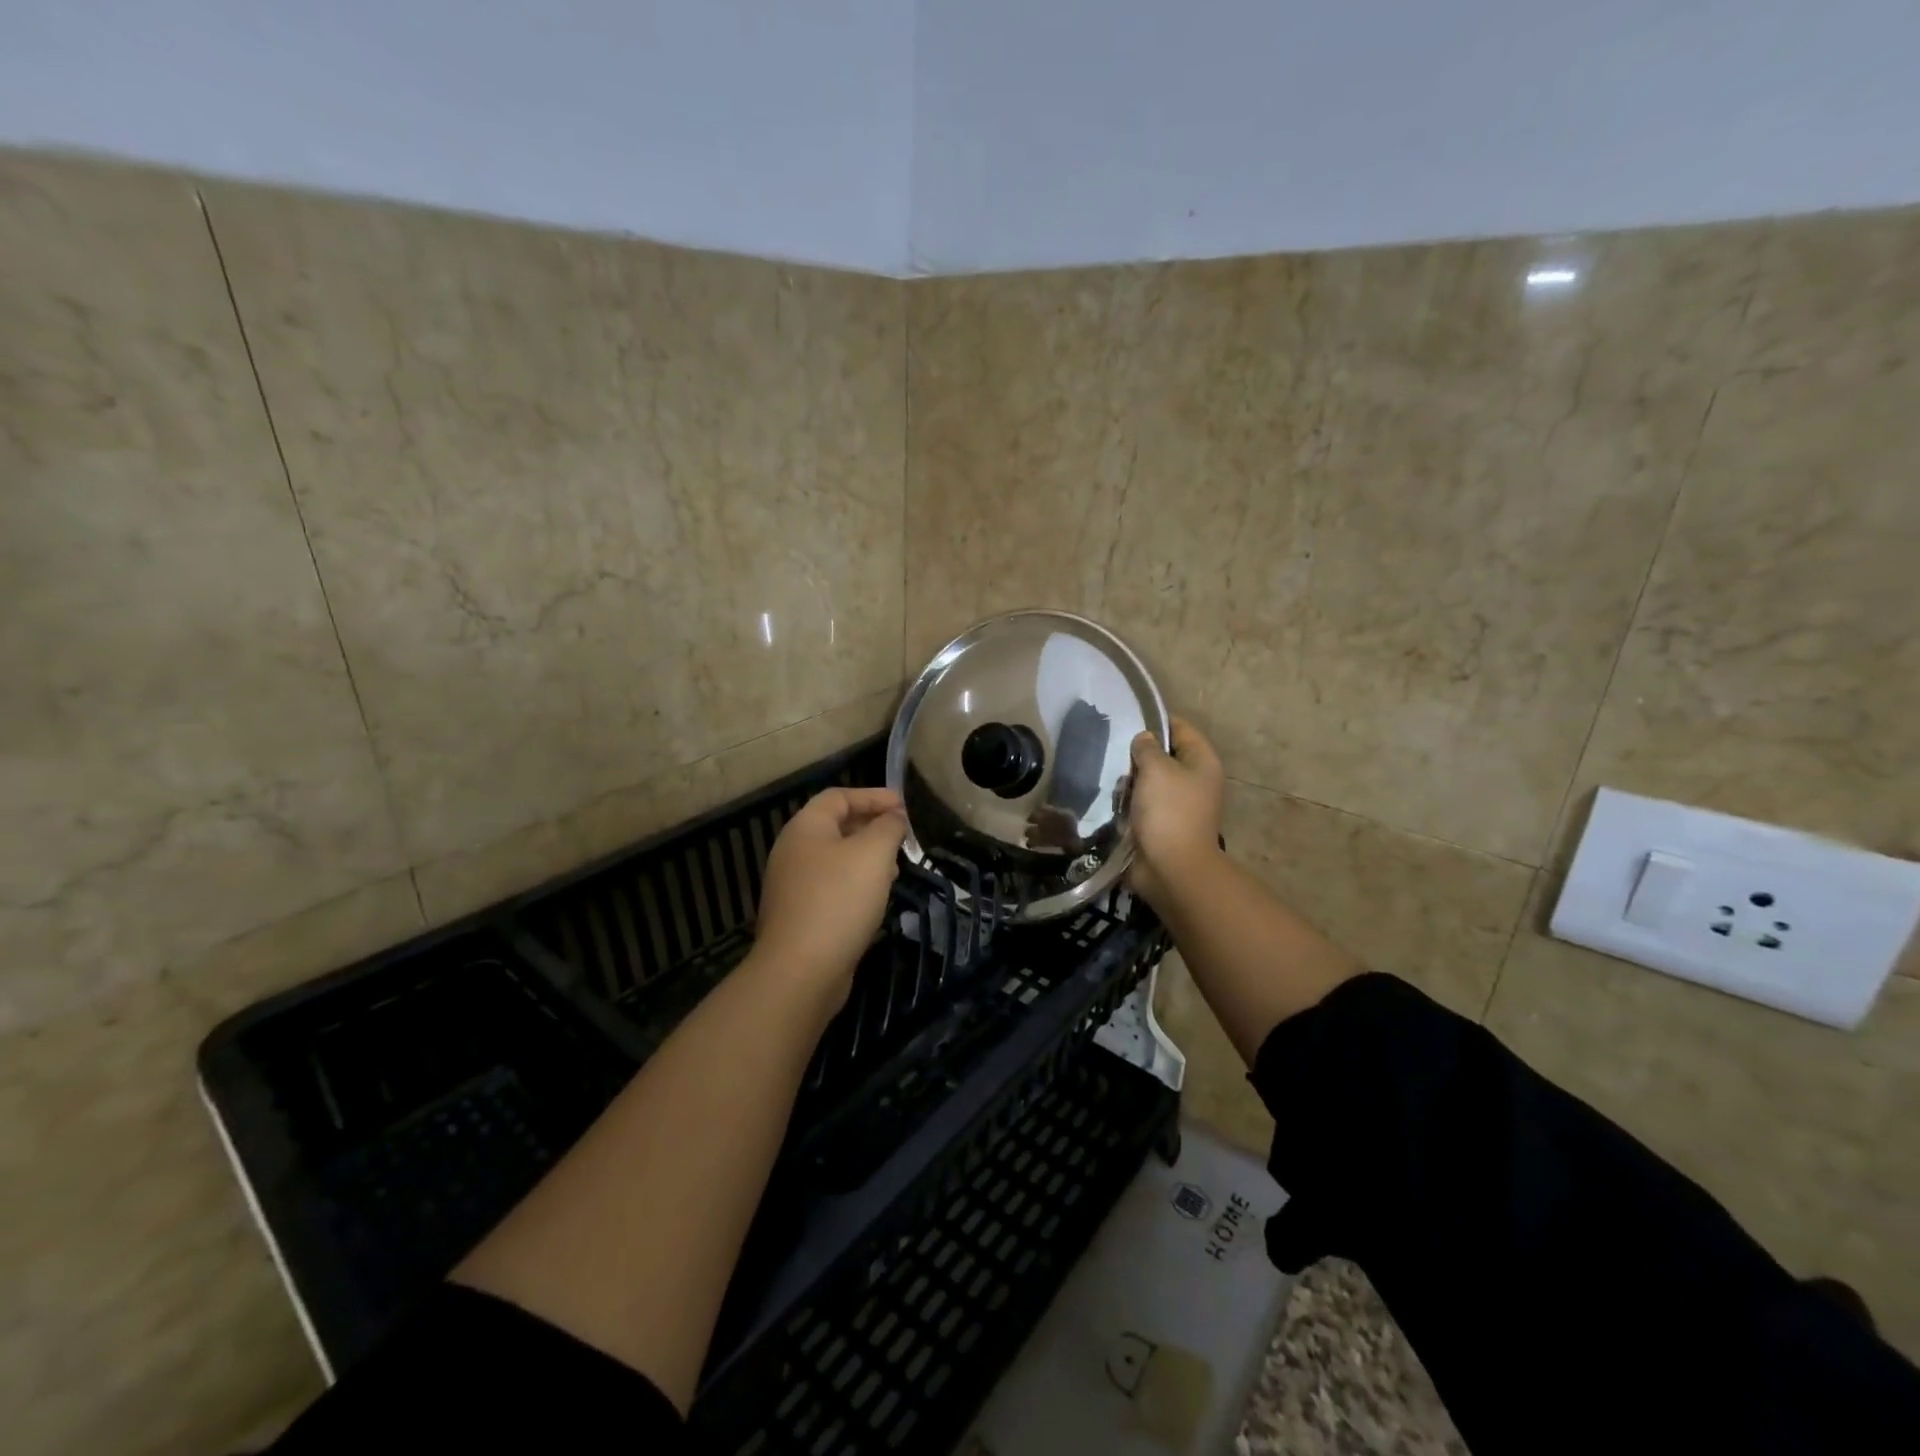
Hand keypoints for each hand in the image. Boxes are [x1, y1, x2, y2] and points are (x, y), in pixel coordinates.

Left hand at [752, 787, 908, 1003]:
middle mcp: (793, 851)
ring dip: (866, 858)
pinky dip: (855, 884)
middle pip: (835, 826)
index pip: (839, 796)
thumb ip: (888, 827)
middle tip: (902, 838)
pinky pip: (831, 887)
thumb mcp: (873, 854)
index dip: (873, 796)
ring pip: (835, 859)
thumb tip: (893, 817)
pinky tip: (875, 900)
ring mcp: (792, 885)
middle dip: (872, 827)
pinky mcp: (799, 915)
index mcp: (805, 828)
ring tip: (895, 869)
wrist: (800, 970)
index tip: (904, 807)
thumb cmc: (839, 900)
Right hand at [1127, 718, 1225, 909]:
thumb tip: (1143, 740)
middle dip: (1137, 755)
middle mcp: (1193, 779)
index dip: (1154, 721)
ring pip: (1148, 780)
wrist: (1171, 868)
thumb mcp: (1156, 769)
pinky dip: (1127, 802)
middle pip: (1162, 755)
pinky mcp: (1161, 823)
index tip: (1125, 720)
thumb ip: (1147, 747)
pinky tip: (1111, 800)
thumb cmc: (1169, 811)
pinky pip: (1141, 803)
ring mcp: (1177, 803)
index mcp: (1201, 761)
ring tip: (1110, 778)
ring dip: (1129, 781)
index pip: (1178, 728)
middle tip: (1112, 753)